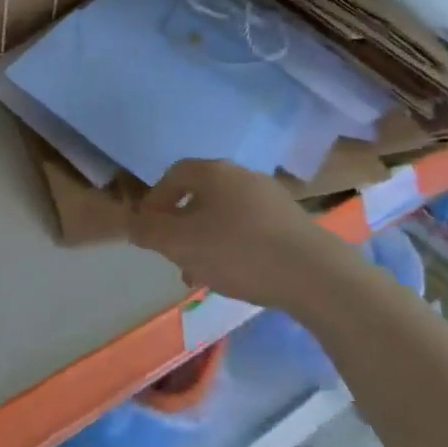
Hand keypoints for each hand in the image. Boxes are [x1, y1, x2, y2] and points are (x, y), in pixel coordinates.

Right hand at [129, 159, 341, 307]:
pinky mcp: (292, 222)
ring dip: (207, 239)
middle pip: (201, 194)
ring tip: (202, 274)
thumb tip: (132, 222)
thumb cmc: (238, 251)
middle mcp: (242, 175)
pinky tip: (236, 275)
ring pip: (225, 214)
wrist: (315, 275)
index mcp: (214, 172)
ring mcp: (271, 197)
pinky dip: (234, 246)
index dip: (156, 199)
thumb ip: (149, 231)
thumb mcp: (181, 244)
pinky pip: (250, 228)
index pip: (175, 174)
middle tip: (174, 255)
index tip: (148, 228)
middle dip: (182, 225)